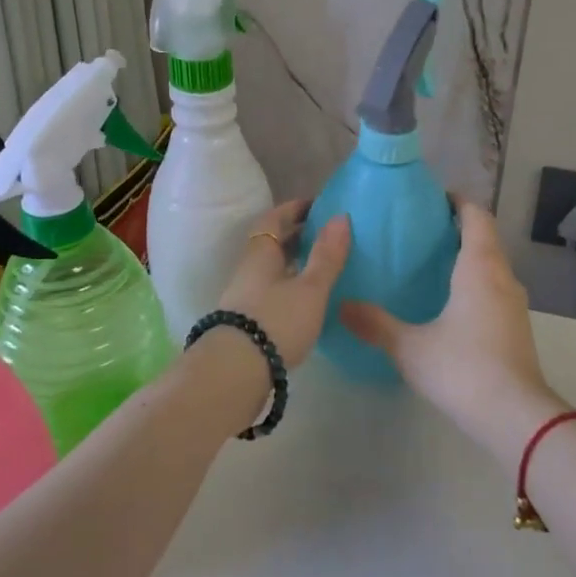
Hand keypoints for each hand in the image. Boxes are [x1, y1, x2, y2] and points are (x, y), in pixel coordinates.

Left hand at [215, 200, 350, 368]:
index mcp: (261, 252)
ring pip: (272, 269)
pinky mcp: (248, 320)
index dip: (296, 208)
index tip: (319, 205)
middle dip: (298, 235)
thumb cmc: (276, 320)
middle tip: (328, 235)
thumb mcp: (310, 288)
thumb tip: (341, 216)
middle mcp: (249, 269)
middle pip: (272, 243)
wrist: (235, 371)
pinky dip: (291, 286)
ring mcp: (245, 296)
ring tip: (323, 266)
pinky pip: (272, 291)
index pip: (275, 218)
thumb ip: (327, 255)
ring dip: (295, 263)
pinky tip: (308, 299)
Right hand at [340, 198, 565, 464]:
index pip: (476, 216)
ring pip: (493, 266)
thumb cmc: (461, 368)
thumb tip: (341, 306)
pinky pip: (495, 289)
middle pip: (485, 238)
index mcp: (479, 267)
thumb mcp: (409, 347)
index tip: (433, 199)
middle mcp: (502, 277)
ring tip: (433, 264)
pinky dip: (476, 283)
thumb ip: (375, 324)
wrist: (514, 415)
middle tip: (422, 232)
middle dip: (459, 228)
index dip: (457, 202)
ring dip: (469, 257)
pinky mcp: (517, 328)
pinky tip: (451, 303)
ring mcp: (515, 304)